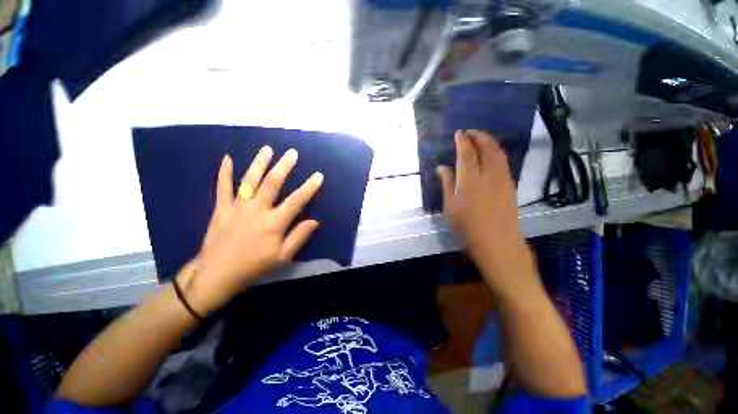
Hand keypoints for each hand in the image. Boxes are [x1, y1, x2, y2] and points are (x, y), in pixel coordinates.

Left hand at [180, 146, 322, 313]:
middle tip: (292, 153)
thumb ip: (299, 237)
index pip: (296, 201)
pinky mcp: (221, 209)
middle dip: (284, 167)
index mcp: (274, 223)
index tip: (319, 175)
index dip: (309, 188)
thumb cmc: (254, 267)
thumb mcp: (282, 257)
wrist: (216, 275)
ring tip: (267, 149)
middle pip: (272, 183)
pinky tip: (227, 158)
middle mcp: (257, 210)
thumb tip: (314, 221)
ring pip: (249, 180)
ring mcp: (237, 207)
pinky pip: (222, 187)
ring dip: (259, 163)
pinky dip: (224, 172)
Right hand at [437, 130, 532, 291]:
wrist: (496, 242)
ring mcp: (502, 179)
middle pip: (487, 147)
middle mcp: (488, 175)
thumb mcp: (450, 206)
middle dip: (479, 136)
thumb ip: (447, 183)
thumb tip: (442, 167)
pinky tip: (490, 155)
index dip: (463, 140)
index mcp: (469, 180)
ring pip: (498, 152)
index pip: (467, 153)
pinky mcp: (510, 184)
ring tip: (480, 139)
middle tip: (470, 133)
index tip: (459, 133)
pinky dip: (496, 152)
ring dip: (489, 142)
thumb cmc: (467, 226)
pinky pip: (503, 161)